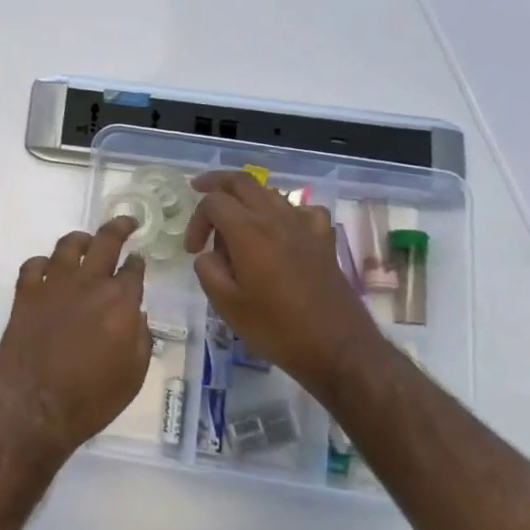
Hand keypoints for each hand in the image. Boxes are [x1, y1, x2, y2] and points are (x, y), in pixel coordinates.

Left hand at [0, 217, 152, 457]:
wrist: (35, 406)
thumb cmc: (91, 398)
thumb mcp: (133, 375)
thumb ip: (141, 338)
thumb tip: (137, 314)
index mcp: (120, 302)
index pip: (134, 269)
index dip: (138, 263)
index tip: (139, 261)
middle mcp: (88, 284)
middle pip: (105, 241)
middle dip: (119, 227)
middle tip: (127, 223)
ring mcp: (54, 285)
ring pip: (68, 245)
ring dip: (81, 239)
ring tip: (86, 241)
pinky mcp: (25, 294)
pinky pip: (34, 265)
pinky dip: (43, 263)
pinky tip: (48, 270)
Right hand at [183, 171, 388, 393]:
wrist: (337, 348)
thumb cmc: (277, 329)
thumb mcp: (227, 305)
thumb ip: (207, 270)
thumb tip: (209, 255)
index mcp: (249, 232)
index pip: (214, 202)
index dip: (196, 221)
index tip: (192, 250)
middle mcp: (276, 218)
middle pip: (242, 181)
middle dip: (215, 183)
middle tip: (198, 189)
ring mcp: (304, 226)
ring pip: (269, 192)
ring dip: (246, 198)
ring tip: (234, 221)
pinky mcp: (323, 240)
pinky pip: (301, 210)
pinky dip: (284, 212)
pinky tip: (280, 230)